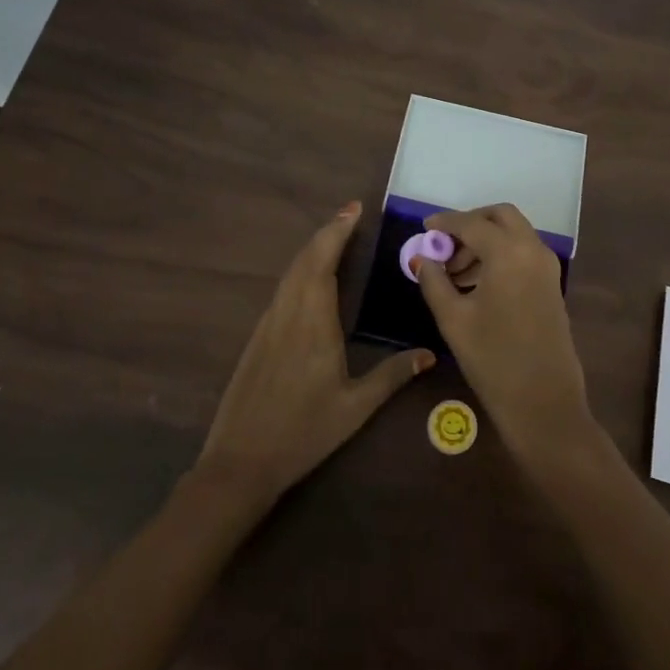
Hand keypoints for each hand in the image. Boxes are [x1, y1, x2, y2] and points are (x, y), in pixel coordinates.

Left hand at [197, 202, 433, 502]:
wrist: (240, 461)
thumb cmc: (303, 433)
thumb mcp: (355, 408)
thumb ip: (391, 376)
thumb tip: (429, 354)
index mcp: (313, 323)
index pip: (323, 262)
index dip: (337, 231)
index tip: (354, 209)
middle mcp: (288, 313)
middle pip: (304, 259)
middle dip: (327, 232)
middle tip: (351, 215)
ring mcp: (268, 324)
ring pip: (290, 273)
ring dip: (312, 250)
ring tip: (336, 239)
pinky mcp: (258, 337)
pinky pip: (282, 290)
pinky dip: (300, 271)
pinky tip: (311, 280)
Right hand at [415, 204, 597, 468]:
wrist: (544, 403)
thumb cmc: (493, 360)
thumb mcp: (453, 319)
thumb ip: (434, 281)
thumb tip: (422, 258)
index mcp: (508, 252)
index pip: (471, 223)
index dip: (445, 223)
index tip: (424, 228)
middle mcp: (533, 250)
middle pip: (501, 216)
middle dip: (471, 223)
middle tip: (445, 245)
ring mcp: (548, 267)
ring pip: (515, 233)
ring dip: (486, 239)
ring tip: (455, 272)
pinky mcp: (552, 285)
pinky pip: (524, 252)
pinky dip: (501, 253)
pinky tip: (478, 283)